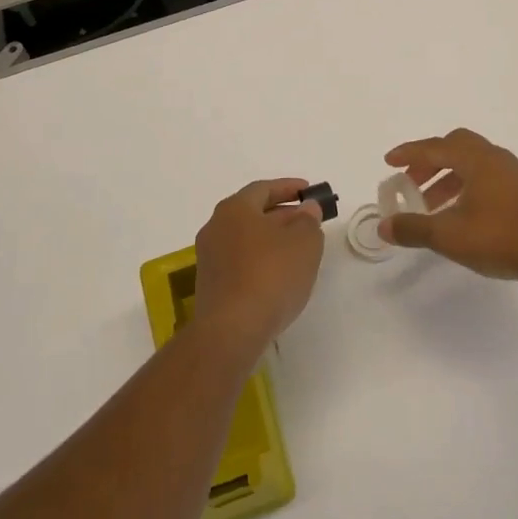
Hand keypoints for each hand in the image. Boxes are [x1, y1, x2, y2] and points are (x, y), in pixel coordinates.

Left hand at [192, 179, 325, 357]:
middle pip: (252, 213)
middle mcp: (216, 227)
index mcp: (234, 209)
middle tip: (307, 221)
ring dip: (271, 239)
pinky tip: (279, 276)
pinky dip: (260, 260)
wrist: (231, 331)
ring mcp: (209, 258)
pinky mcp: (210, 286)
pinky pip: (240, 262)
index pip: (263, 188)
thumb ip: (308, 220)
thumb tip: (306, 209)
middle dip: (282, 214)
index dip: (288, 187)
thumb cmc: (271, 275)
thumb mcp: (304, 242)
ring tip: (297, 250)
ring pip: (246, 239)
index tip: (308, 191)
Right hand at [380, 129, 517, 290]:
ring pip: (471, 164)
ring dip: (446, 177)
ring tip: (430, 205)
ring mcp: (511, 174)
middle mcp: (494, 158)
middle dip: (429, 161)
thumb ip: (414, 228)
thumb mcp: (450, 235)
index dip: (409, 153)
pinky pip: (484, 177)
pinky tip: (458, 214)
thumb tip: (384, 226)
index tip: (389, 162)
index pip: (434, 147)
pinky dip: (464, 187)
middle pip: (455, 147)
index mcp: (476, 159)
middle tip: (411, 181)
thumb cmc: (502, 238)